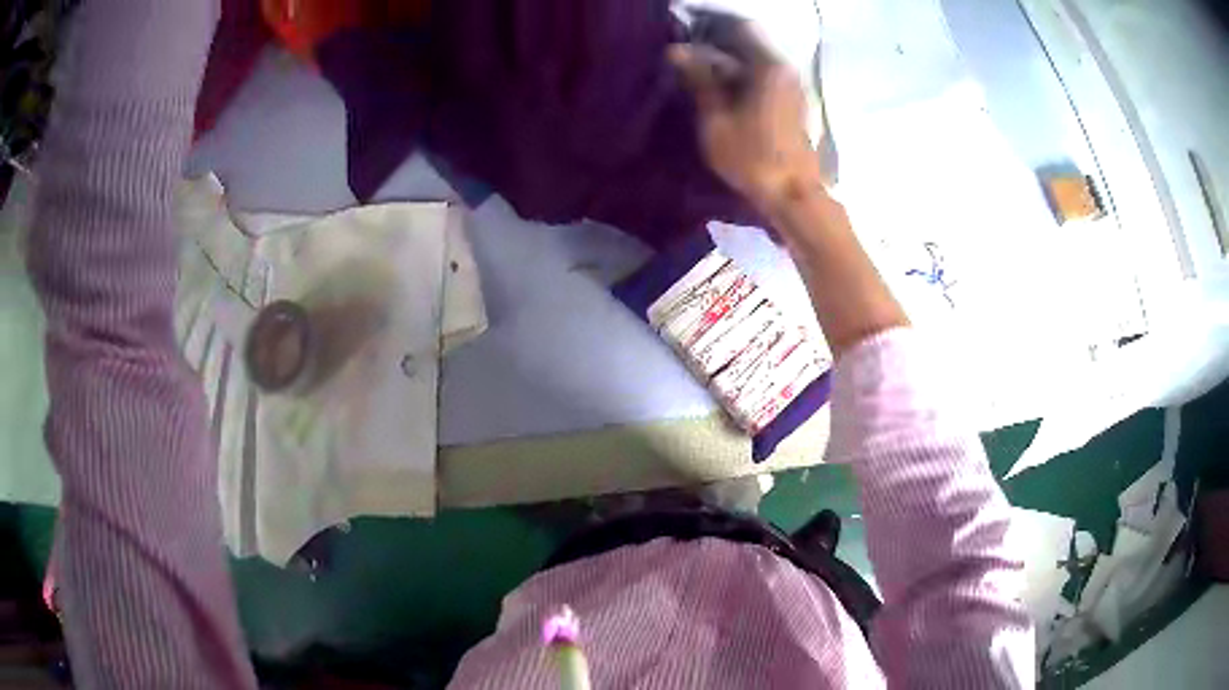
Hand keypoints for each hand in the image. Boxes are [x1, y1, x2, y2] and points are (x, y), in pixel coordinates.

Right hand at [669, 16, 822, 213]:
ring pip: (755, 62)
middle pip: (748, 44)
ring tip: (700, 80)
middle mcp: (785, 68)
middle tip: (686, 63)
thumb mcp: (715, 119)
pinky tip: (723, 96)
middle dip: (716, 49)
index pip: (739, 28)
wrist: (792, 195)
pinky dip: (742, 80)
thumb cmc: (751, 157)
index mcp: (768, 66)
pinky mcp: (794, 102)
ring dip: (728, 66)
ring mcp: (792, 85)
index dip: (710, 29)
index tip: (686, 39)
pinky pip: (764, 78)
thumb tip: (677, 51)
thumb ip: (699, 80)